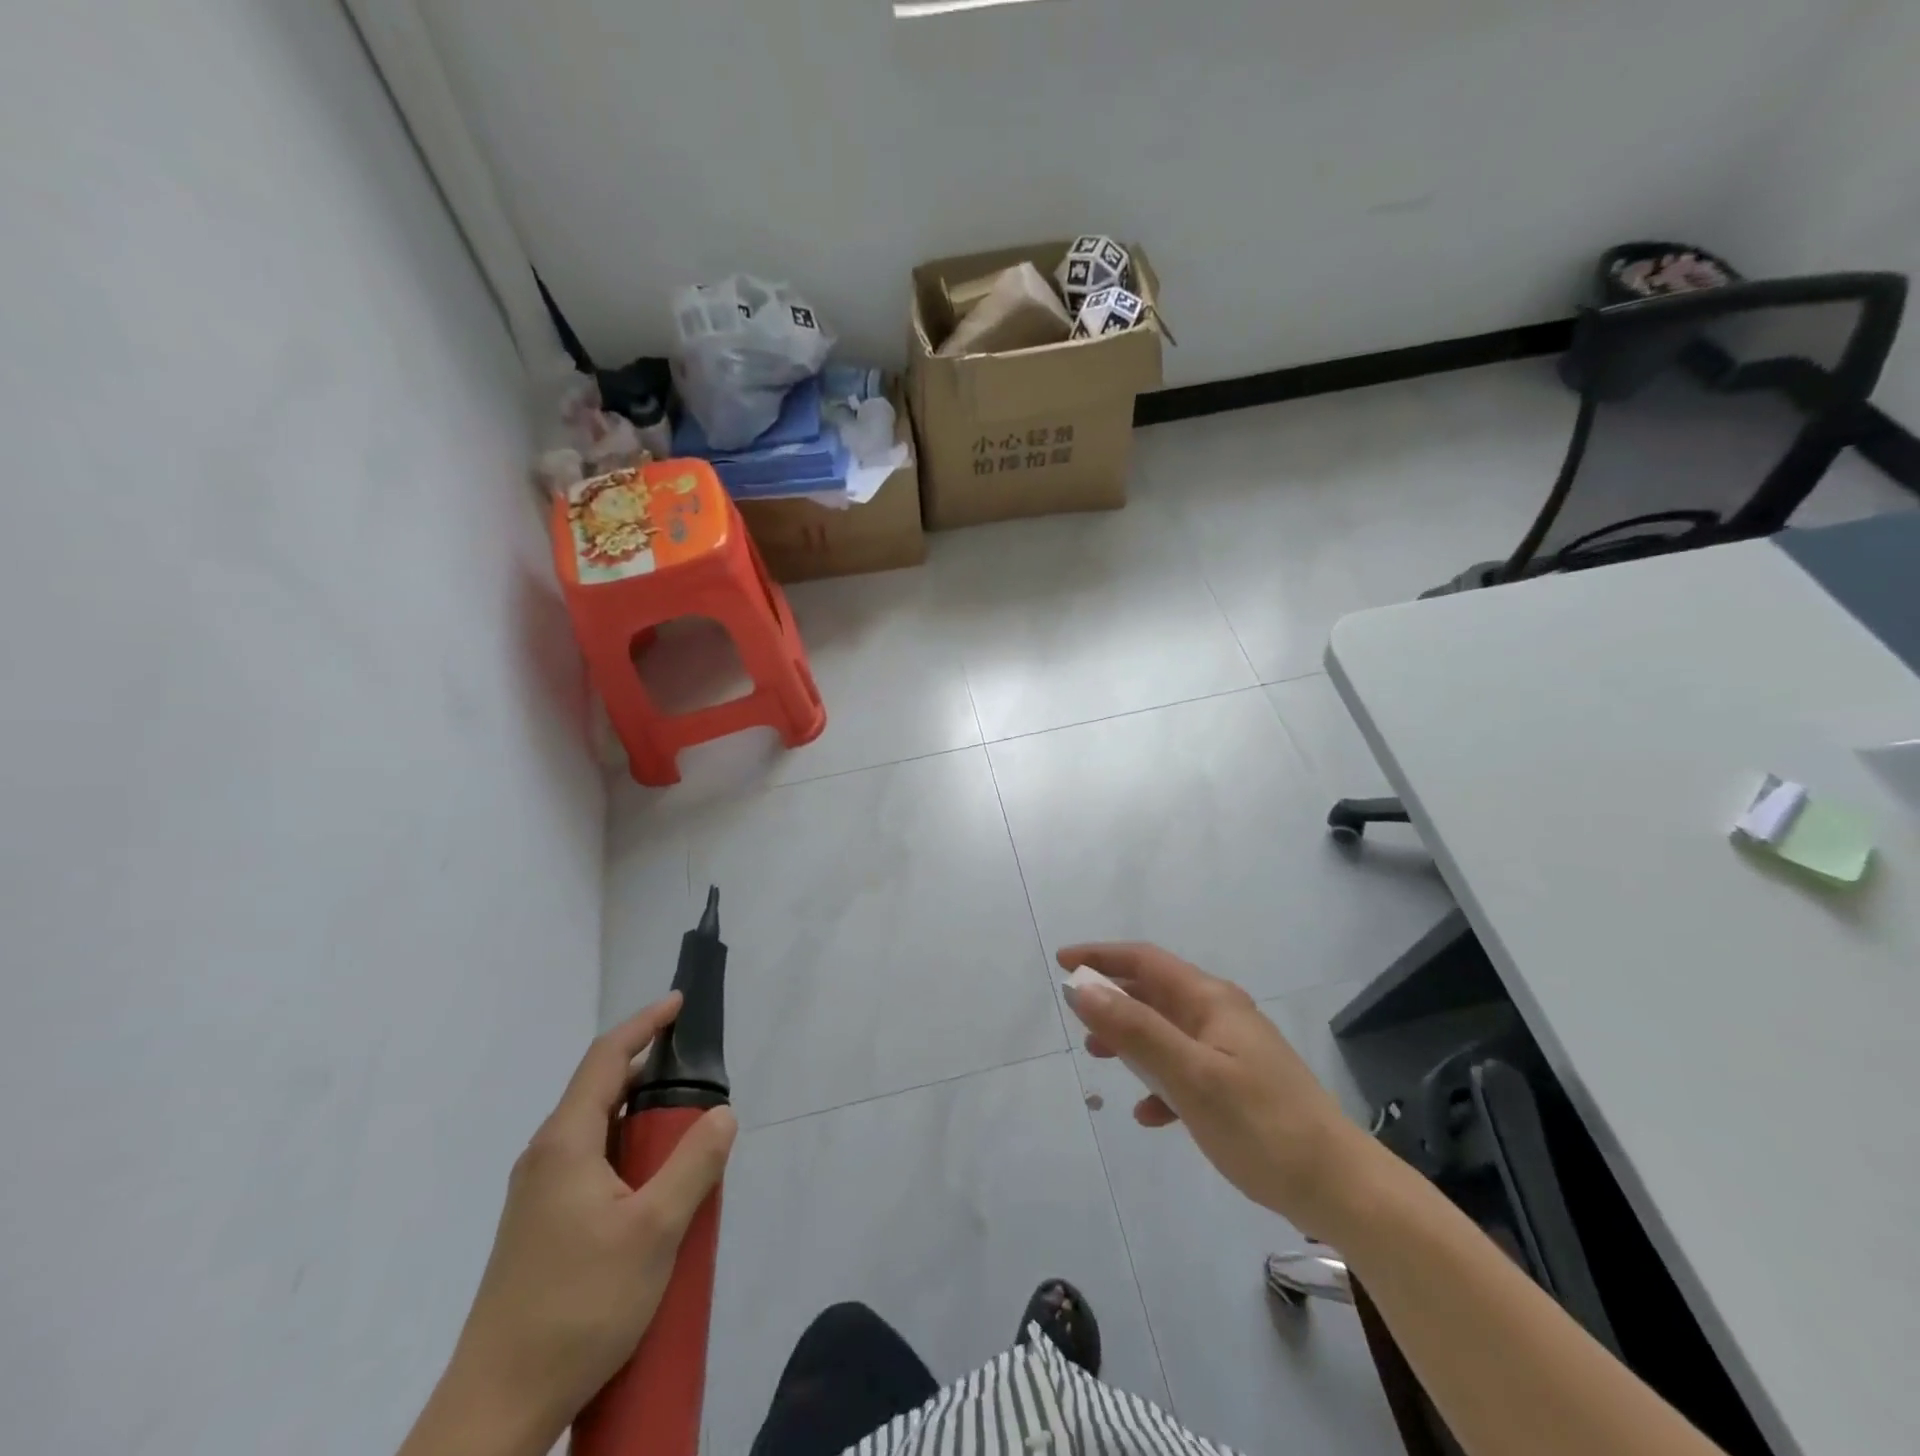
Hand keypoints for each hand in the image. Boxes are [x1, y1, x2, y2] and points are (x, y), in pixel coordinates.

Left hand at [401, 995, 737, 1455]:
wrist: (497, 1411)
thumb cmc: (577, 1307)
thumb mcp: (654, 1230)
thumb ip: (694, 1163)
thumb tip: (723, 1113)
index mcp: (565, 1143)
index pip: (606, 1058)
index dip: (644, 1024)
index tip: (679, 1004)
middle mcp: (546, 1158)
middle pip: (602, 1092)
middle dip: (652, 1076)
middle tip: (700, 1083)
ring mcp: (538, 1196)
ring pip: (599, 1133)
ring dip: (643, 1123)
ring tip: (688, 1139)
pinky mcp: (541, 1228)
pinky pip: (593, 1166)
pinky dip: (629, 1157)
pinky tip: (656, 1192)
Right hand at [1059, 943, 1374, 1236]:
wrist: (1340, 1189)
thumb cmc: (1262, 1125)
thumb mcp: (1191, 1076)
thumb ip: (1136, 1030)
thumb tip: (1083, 989)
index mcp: (1211, 1001)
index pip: (1146, 961)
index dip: (1102, 956)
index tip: (1063, 963)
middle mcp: (1221, 1015)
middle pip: (1155, 993)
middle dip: (1113, 999)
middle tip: (1076, 1016)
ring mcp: (1232, 1051)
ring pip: (1167, 1032)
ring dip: (1131, 1039)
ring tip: (1099, 1058)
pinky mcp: (1239, 1086)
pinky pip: (1185, 1070)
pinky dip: (1160, 1082)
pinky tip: (1149, 1115)